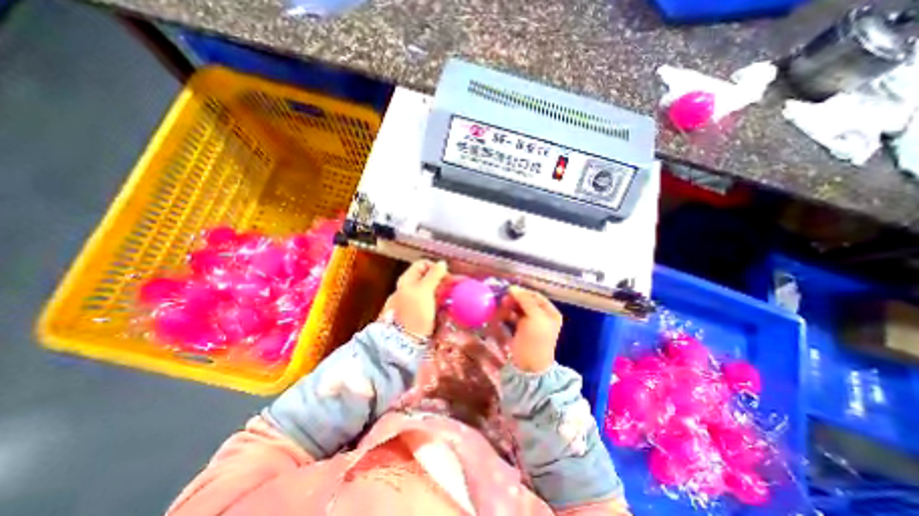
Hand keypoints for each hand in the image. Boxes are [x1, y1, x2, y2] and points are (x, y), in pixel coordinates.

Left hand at [379, 262, 451, 338]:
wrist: (403, 344)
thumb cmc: (413, 314)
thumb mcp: (424, 291)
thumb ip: (434, 275)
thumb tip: (442, 263)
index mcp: (407, 280)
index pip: (423, 264)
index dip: (436, 267)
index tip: (447, 277)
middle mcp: (410, 289)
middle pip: (429, 278)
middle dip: (444, 281)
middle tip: (458, 287)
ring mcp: (415, 302)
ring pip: (433, 291)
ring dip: (445, 292)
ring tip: (456, 297)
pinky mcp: (420, 314)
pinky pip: (434, 304)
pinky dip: (442, 303)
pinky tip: (449, 308)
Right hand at [501, 286, 563, 374]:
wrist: (529, 366)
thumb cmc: (535, 340)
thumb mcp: (534, 317)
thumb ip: (525, 300)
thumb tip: (512, 287)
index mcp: (550, 312)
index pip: (536, 296)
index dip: (523, 292)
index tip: (509, 290)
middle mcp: (542, 316)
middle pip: (526, 301)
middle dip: (515, 299)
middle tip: (503, 300)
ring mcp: (531, 323)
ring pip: (518, 308)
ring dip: (509, 306)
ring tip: (501, 307)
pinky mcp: (521, 329)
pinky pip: (513, 316)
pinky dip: (507, 314)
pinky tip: (500, 314)